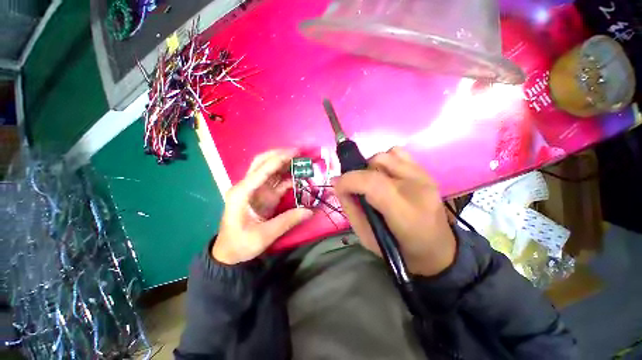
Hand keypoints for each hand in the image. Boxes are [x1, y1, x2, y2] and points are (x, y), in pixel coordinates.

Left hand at [212, 149, 312, 263]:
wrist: (230, 253)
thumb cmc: (241, 244)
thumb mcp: (264, 235)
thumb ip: (287, 221)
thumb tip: (310, 211)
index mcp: (242, 192)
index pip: (262, 170)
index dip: (279, 159)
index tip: (295, 152)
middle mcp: (247, 186)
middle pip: (262, 163)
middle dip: (279, 155)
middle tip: (299, 152)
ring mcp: (255, 190)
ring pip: (269, 170)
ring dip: (284, 163)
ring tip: (301, 160)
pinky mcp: (263, 195)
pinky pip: (276, 182)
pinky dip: (287, 177)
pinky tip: (298, 176)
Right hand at [333, 147, 455, 276]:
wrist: (437, 249)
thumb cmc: (400, 250)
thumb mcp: (367, 237)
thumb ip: (350, 208)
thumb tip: (337, 184)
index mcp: (405, 212)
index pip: (373, 183)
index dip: (349, 180)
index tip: (337, 185)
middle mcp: (418, 188)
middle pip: (378, 163)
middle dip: (357, 173)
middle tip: (354, 188)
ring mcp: (424, 176)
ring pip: (386, 155)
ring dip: (371, 166)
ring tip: (371, 182)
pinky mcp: (426, 172)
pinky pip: (399, 153)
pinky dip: (385, 160)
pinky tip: (385, 175)